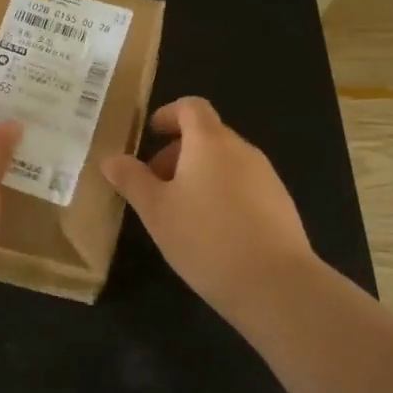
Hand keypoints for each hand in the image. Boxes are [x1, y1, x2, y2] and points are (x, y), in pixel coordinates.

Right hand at [102, 97, 314, 311]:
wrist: (277, 285)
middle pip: (208, 135)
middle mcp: (242, 150)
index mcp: (210, 142)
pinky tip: (213, 233)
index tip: (151, 134)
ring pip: (226, 163)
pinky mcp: (281, 205)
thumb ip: (132, 180)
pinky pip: (244, 186)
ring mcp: (267, 177)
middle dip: (178, 153)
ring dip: (200, 175)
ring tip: (181, 214)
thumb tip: (111, 159)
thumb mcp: (156, 211)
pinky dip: (223, 195)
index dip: (168, 114)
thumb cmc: (206, 238)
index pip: (191, 107)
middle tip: (156, 186)